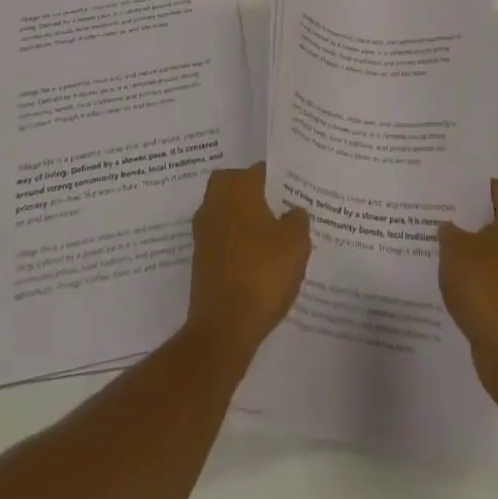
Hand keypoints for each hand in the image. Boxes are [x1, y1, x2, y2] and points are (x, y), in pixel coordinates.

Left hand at [185, 163, 310, 356]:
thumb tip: (293, 212)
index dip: (279, 180)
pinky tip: (256, 262)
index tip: (295, 193)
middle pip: (236, 185)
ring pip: (227, 212)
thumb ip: (297, 219)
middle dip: (254, 193)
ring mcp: (204, 231)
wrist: (223, 328)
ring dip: (243, 219)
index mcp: (238, 188)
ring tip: (271, 239)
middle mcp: (216, 202)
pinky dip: (236, 244)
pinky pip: (222, 239)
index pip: (261, 171)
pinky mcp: (200, 259)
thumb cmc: (262, 274)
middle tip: (279, 210)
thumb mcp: (296, 244)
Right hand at [439, 179, 497, 390]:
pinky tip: (462, 286)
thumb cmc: (488, 290)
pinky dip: (488, 282)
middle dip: (473, 222)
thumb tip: (450, 229)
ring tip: (446, 254)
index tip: (444, 192)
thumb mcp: (454, 251)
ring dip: (480, 254)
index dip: (468, 189)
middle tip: (442, 220)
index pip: (494, 189)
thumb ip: (449, 232)